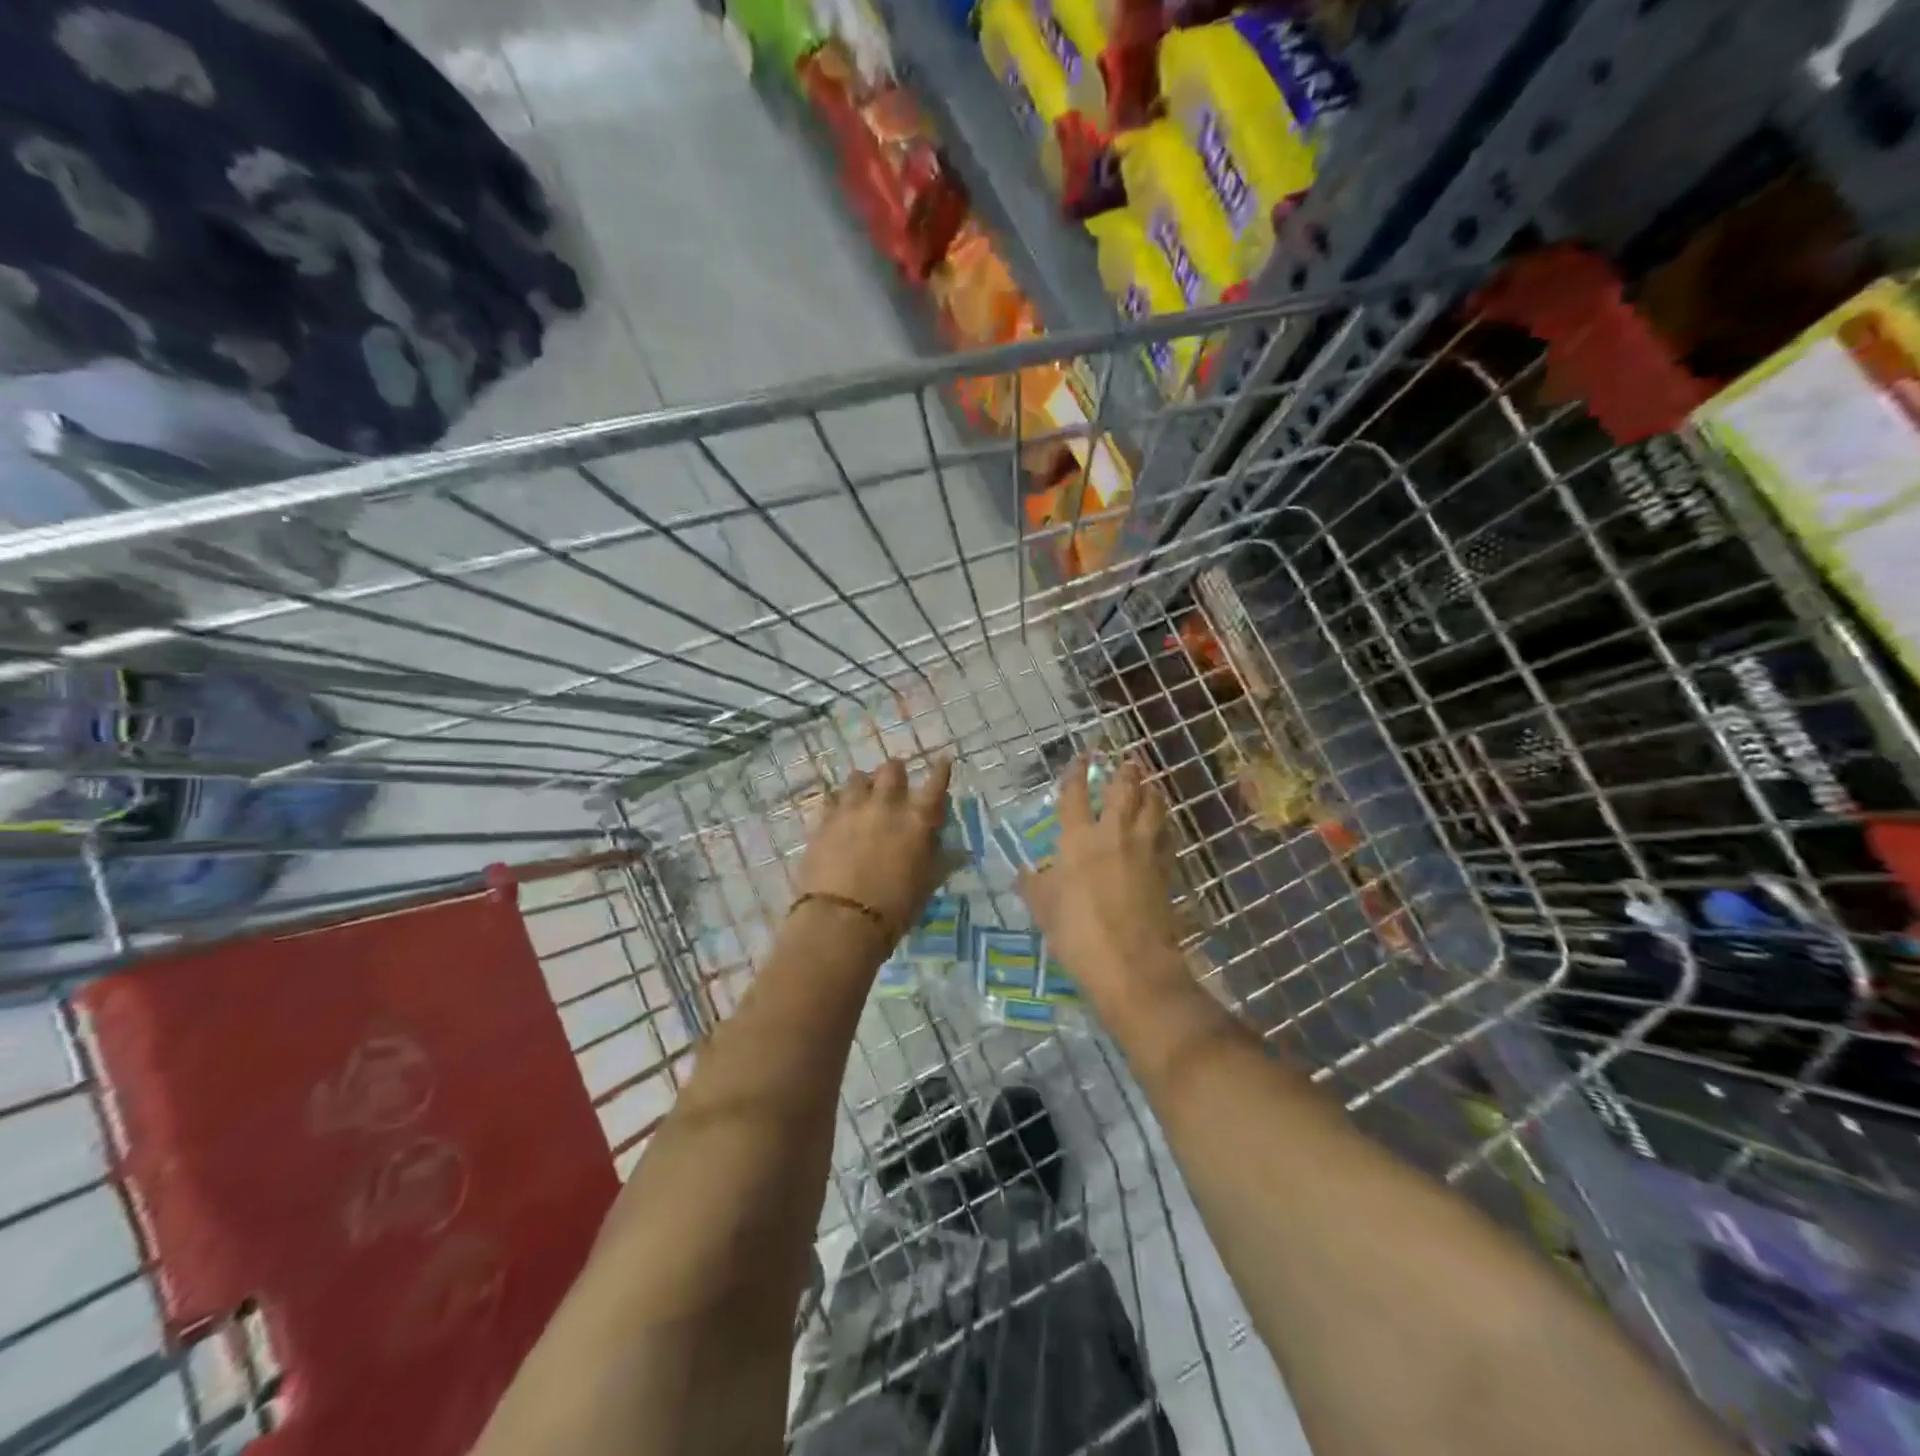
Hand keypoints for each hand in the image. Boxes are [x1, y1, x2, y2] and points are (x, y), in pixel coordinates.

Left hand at [795, 756, 953, 940]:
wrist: (841, 920)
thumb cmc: (895, 907)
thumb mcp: (927, 885)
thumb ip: (941, 860)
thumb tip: (960, 851)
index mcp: (918, 819)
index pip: (936, 784)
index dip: (941, 770)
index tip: (943, 760)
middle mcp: (886, 804)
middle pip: (892, 770)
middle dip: (897, 773)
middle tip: (896, 783)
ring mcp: (851, 809)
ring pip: (858, 777)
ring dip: (865, 783)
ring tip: (864, 795)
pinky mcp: (824, 821)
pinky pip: (832, 799)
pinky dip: (839, 803)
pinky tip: (839, 813)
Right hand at [1020, 756, 1187, 1010]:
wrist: (1131, 964)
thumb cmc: (1076, 934)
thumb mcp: (1043, 909)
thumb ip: (1034, 885)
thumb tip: (1025, 872)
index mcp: (1077, 839)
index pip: (1076, 795)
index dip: (1076, 773)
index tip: (1081, 757)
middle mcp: (1113, 834)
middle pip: (1124, 791)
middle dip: (1126, 772)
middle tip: (1129, 759)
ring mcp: (1144, 850)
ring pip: (1153, 807)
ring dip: (1151, 791)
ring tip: (1151, 783)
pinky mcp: (1166, 869)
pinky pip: (1167, 835)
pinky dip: (1164, 823)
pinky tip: (1163, 825)